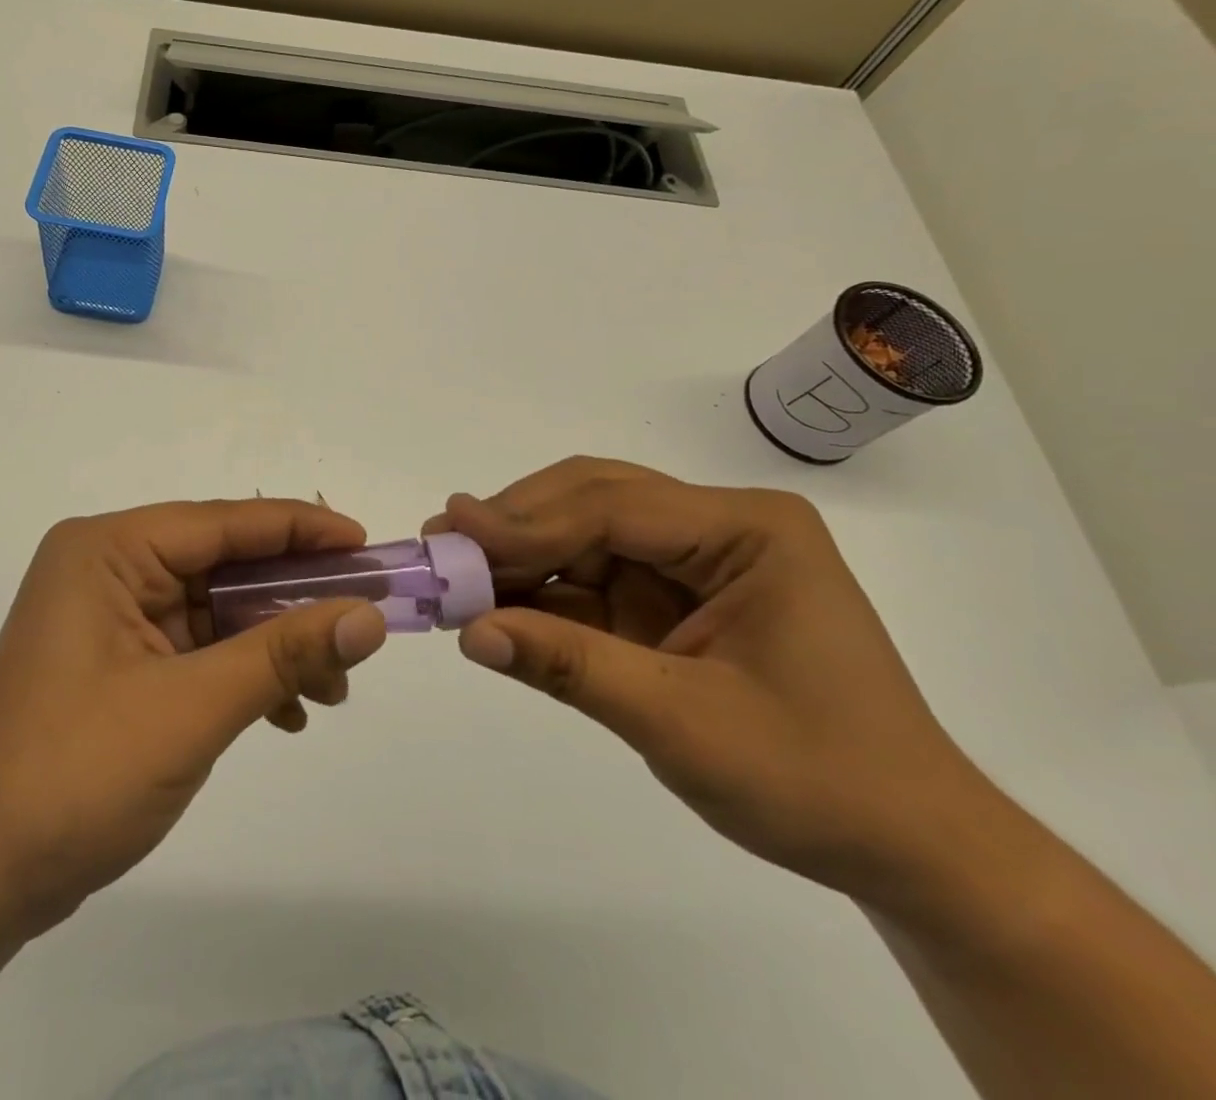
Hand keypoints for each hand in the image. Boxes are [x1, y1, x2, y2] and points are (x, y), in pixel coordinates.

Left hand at [0, 500, 387, 936]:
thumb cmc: (74, 776)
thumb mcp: (191, 709)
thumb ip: (283, 654)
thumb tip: (369, 616)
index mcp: (108, 552)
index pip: (222, 523)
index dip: (300, 530)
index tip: (366, 545)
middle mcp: (107, 569)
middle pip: (222, 565)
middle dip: (294, 600)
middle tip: (363, 622)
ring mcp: (111, 617)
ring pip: (216, 610)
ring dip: (275, 645)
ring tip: (333, 688)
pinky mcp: (117, 661)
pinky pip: (196, 647)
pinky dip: (242, 673)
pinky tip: (287, 712)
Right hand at [426, 457, 998, 903]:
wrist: (906, 849)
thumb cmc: (817, 781)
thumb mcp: (684, 724)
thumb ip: (571, 667)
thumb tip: (469, 633)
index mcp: (749, 530)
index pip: (615, 508)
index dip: (527, 521)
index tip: (452, 532)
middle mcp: (718, 527)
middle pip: (593, 501)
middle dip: (516, 524)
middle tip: (443, 543)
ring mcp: (692, 560)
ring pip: (582, 533)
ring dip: (519, 554)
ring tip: (454, 572)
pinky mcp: (669, 597)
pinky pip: (589, 576)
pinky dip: (539, 590)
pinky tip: (494, 603)